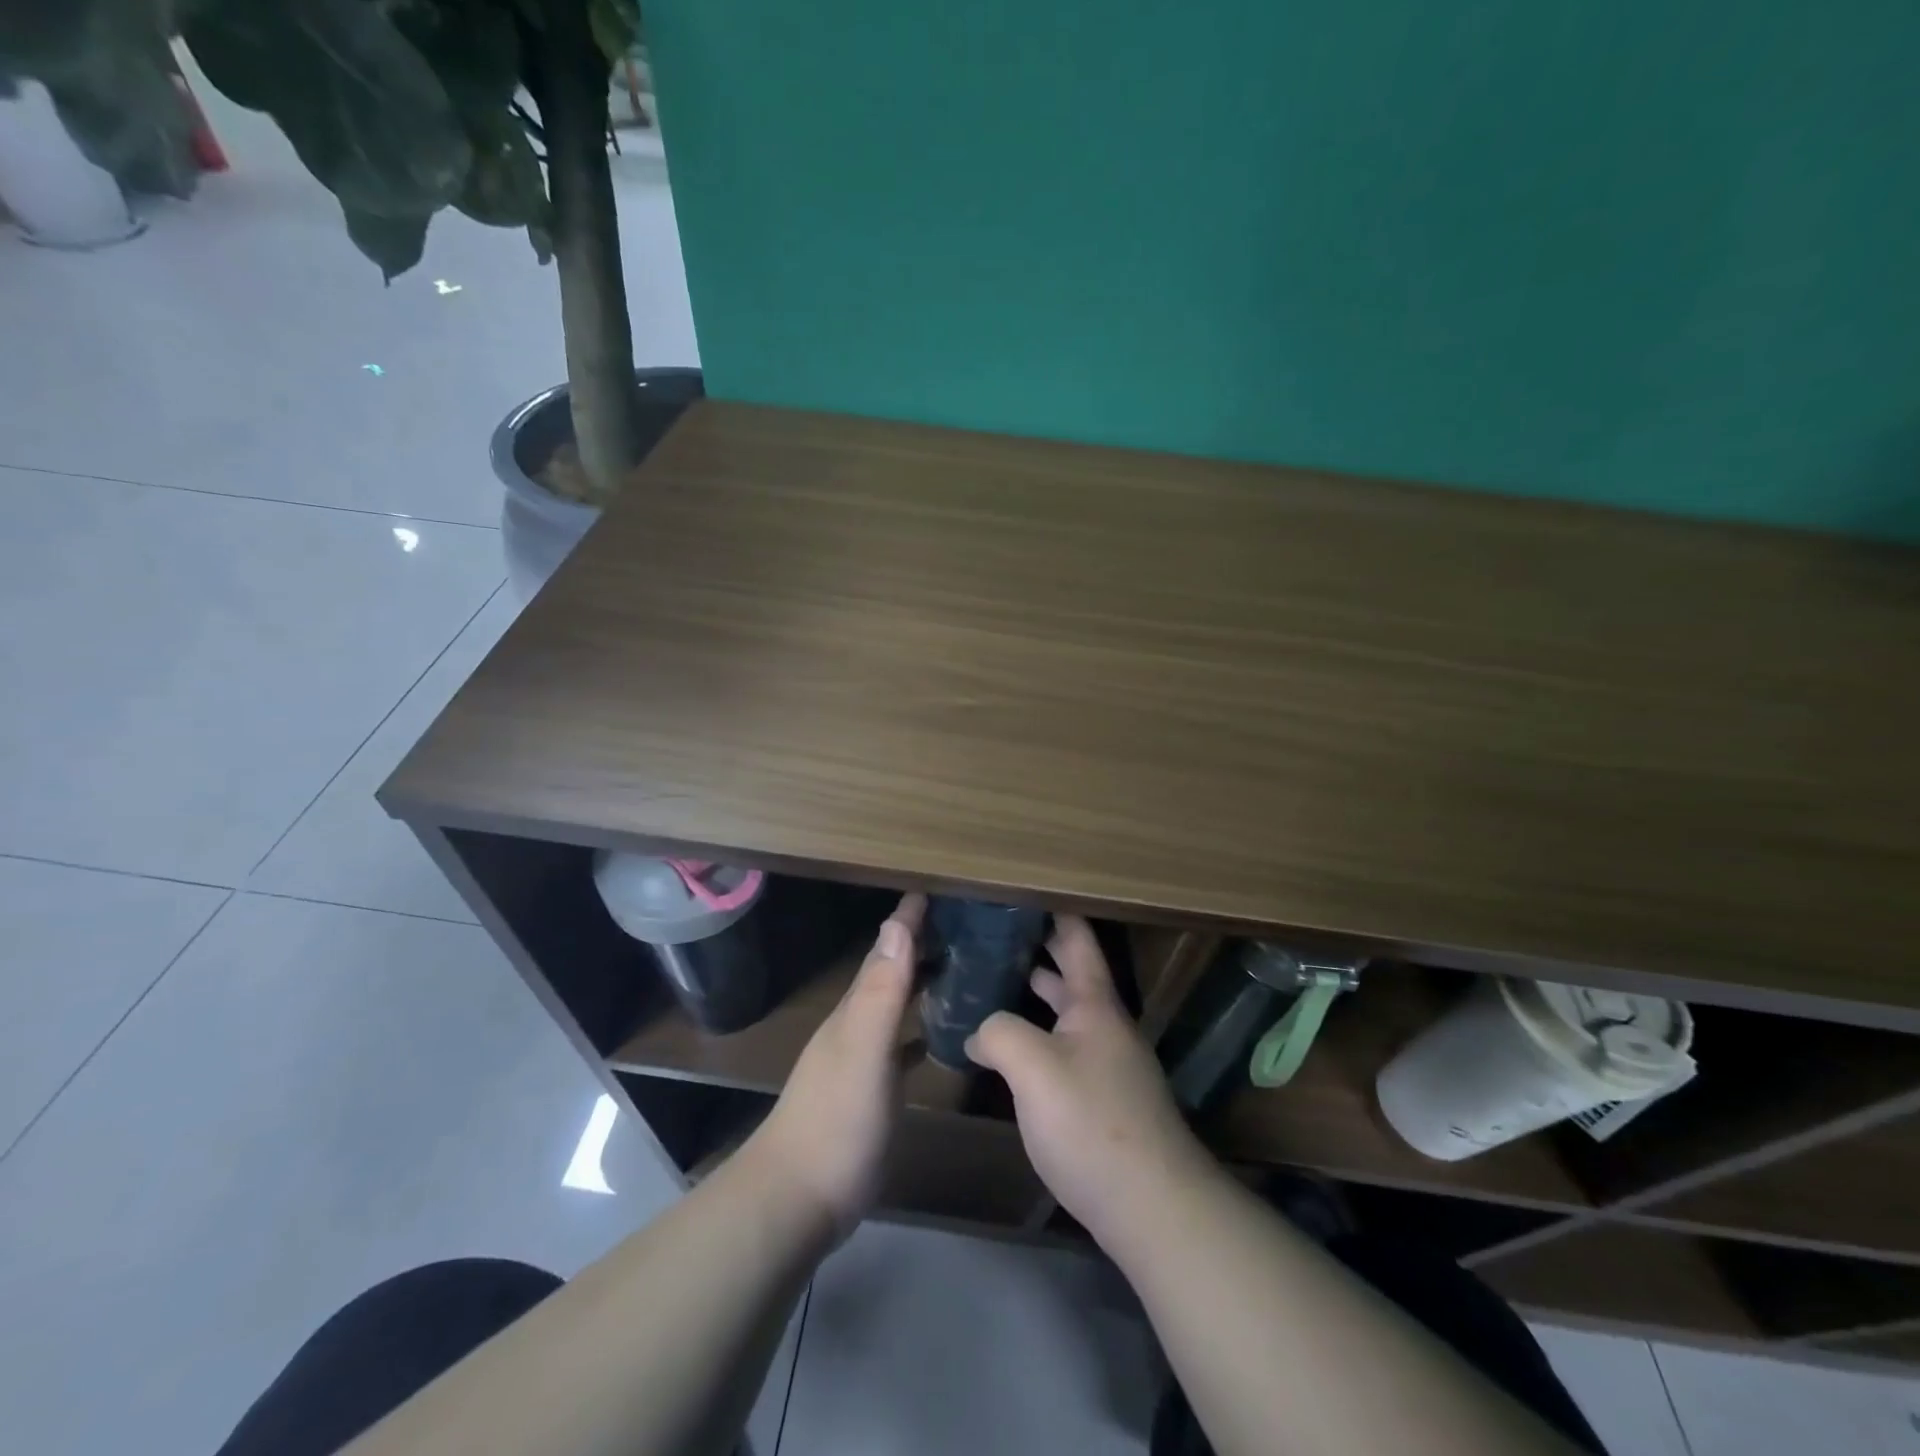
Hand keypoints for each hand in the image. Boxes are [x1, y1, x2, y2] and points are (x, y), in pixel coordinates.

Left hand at [746, 894, 924, 1240]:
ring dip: (919, 983)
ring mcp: (861, 1061)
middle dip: (918, 944)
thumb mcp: (863, 1051)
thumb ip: (880, 992)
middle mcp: (856, 1026)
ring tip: (957, 967)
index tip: (933, 889)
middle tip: (959, 923)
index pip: (884, 951)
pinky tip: (938, 1036)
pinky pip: (900, 1046)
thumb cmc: (836, 1122)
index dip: (906, 920)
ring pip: (894, 1007)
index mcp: (855, 1011)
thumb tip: (896, 925)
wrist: (797, 1200)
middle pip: (889, 973)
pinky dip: (919, 1031)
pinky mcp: (870, 1093)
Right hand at [966, 916, 1217, 1248]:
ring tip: (993, 977)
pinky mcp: (1101, 1097)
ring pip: (1066, 1011)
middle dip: (1037, 946)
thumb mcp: (1034, 1068)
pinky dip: (1038, 1032)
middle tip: (993, 930)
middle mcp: (1104, 1024)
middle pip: (1071, 971)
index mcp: (1095, 1003)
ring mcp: (1106, 1062)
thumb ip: (999, 1033)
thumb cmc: (1092, 1123)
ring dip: (1035, 991)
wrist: (1152, 1207)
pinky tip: (1010, 1047)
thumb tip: (979, 1031)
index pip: (1077, 937)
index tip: (1021, 888)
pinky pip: (1064, 1046)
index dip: (1053, 909)